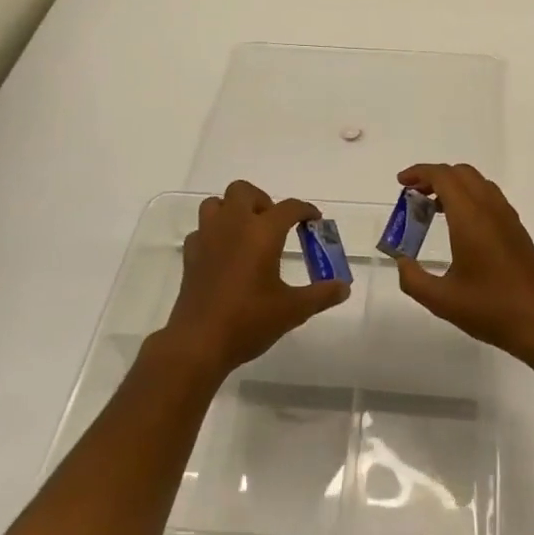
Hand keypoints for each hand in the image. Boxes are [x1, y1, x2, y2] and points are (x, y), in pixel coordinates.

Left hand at [162, 180, 351, 376]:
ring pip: (216, 203)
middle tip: (274, 225)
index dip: (305, 210)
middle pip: (244, 191)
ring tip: (246, 233)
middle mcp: (233, 225)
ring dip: (232, 210)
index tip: (314, 220)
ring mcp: (207, 238)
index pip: (289, 208)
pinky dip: (214, 234)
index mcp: (262, 232)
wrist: (199, 343)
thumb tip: (344, 288)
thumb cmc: (249, 321)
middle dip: (262, 201)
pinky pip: (202, 230)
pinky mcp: (190, 255)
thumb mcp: (293, 310)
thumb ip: (321, 295)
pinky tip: (223, 254)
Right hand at [392, 163, 533, 365]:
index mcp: (470, 217)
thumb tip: (402, 261)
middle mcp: (490, 209)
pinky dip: (469, 197)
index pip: (443, 177)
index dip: (419, 173)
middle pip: (461, 173)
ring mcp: (508, 218)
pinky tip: (460, 226)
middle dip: (434, 177)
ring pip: (478, 183)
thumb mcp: (441, 300)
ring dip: (453, 186)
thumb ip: (413, 279)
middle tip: (413, 196)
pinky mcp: (517, 230)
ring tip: (432, 208)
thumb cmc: (491, 309)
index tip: (401, 183)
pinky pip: (490, 198)